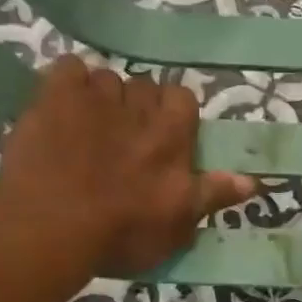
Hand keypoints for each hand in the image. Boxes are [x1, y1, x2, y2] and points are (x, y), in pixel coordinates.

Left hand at [0, 56, 256, 276]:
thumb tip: (252, 180)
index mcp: (171, 136)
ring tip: (89, 126)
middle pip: (145, 86)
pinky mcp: (53, 97)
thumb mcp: (178, 225)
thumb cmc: (121, 233)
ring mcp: (95, 99)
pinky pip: (68, 68)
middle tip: (125, 137)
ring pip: (107, 78)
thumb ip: (212, 195)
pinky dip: (69, 82)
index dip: (174, 114)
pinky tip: (62, 105)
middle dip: (138, 105)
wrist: (50, 228)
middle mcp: (139, 108)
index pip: (183, 99)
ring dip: (103, 96)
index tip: (164, 136)